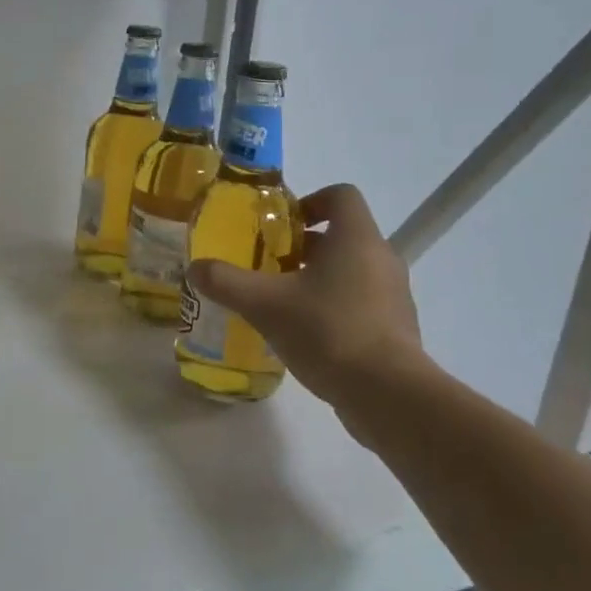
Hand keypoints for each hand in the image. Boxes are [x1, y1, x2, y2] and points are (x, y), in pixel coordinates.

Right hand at [187, 184, 428, 404]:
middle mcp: (381, 258)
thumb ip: (227, 282)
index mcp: (356, 239)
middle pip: (342, 235)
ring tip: (282, 303)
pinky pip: (361, 302)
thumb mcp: (265, 304)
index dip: (310, 201)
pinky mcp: (396, 328)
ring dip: (317, 278)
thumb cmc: (328, 331)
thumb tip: (195, 268)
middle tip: (269, 267)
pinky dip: (333, 307)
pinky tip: (305, 335)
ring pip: (351, 271)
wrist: (387, 395)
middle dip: (302, 247)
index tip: (280, 227)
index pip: (341, 195)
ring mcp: (394, 295)